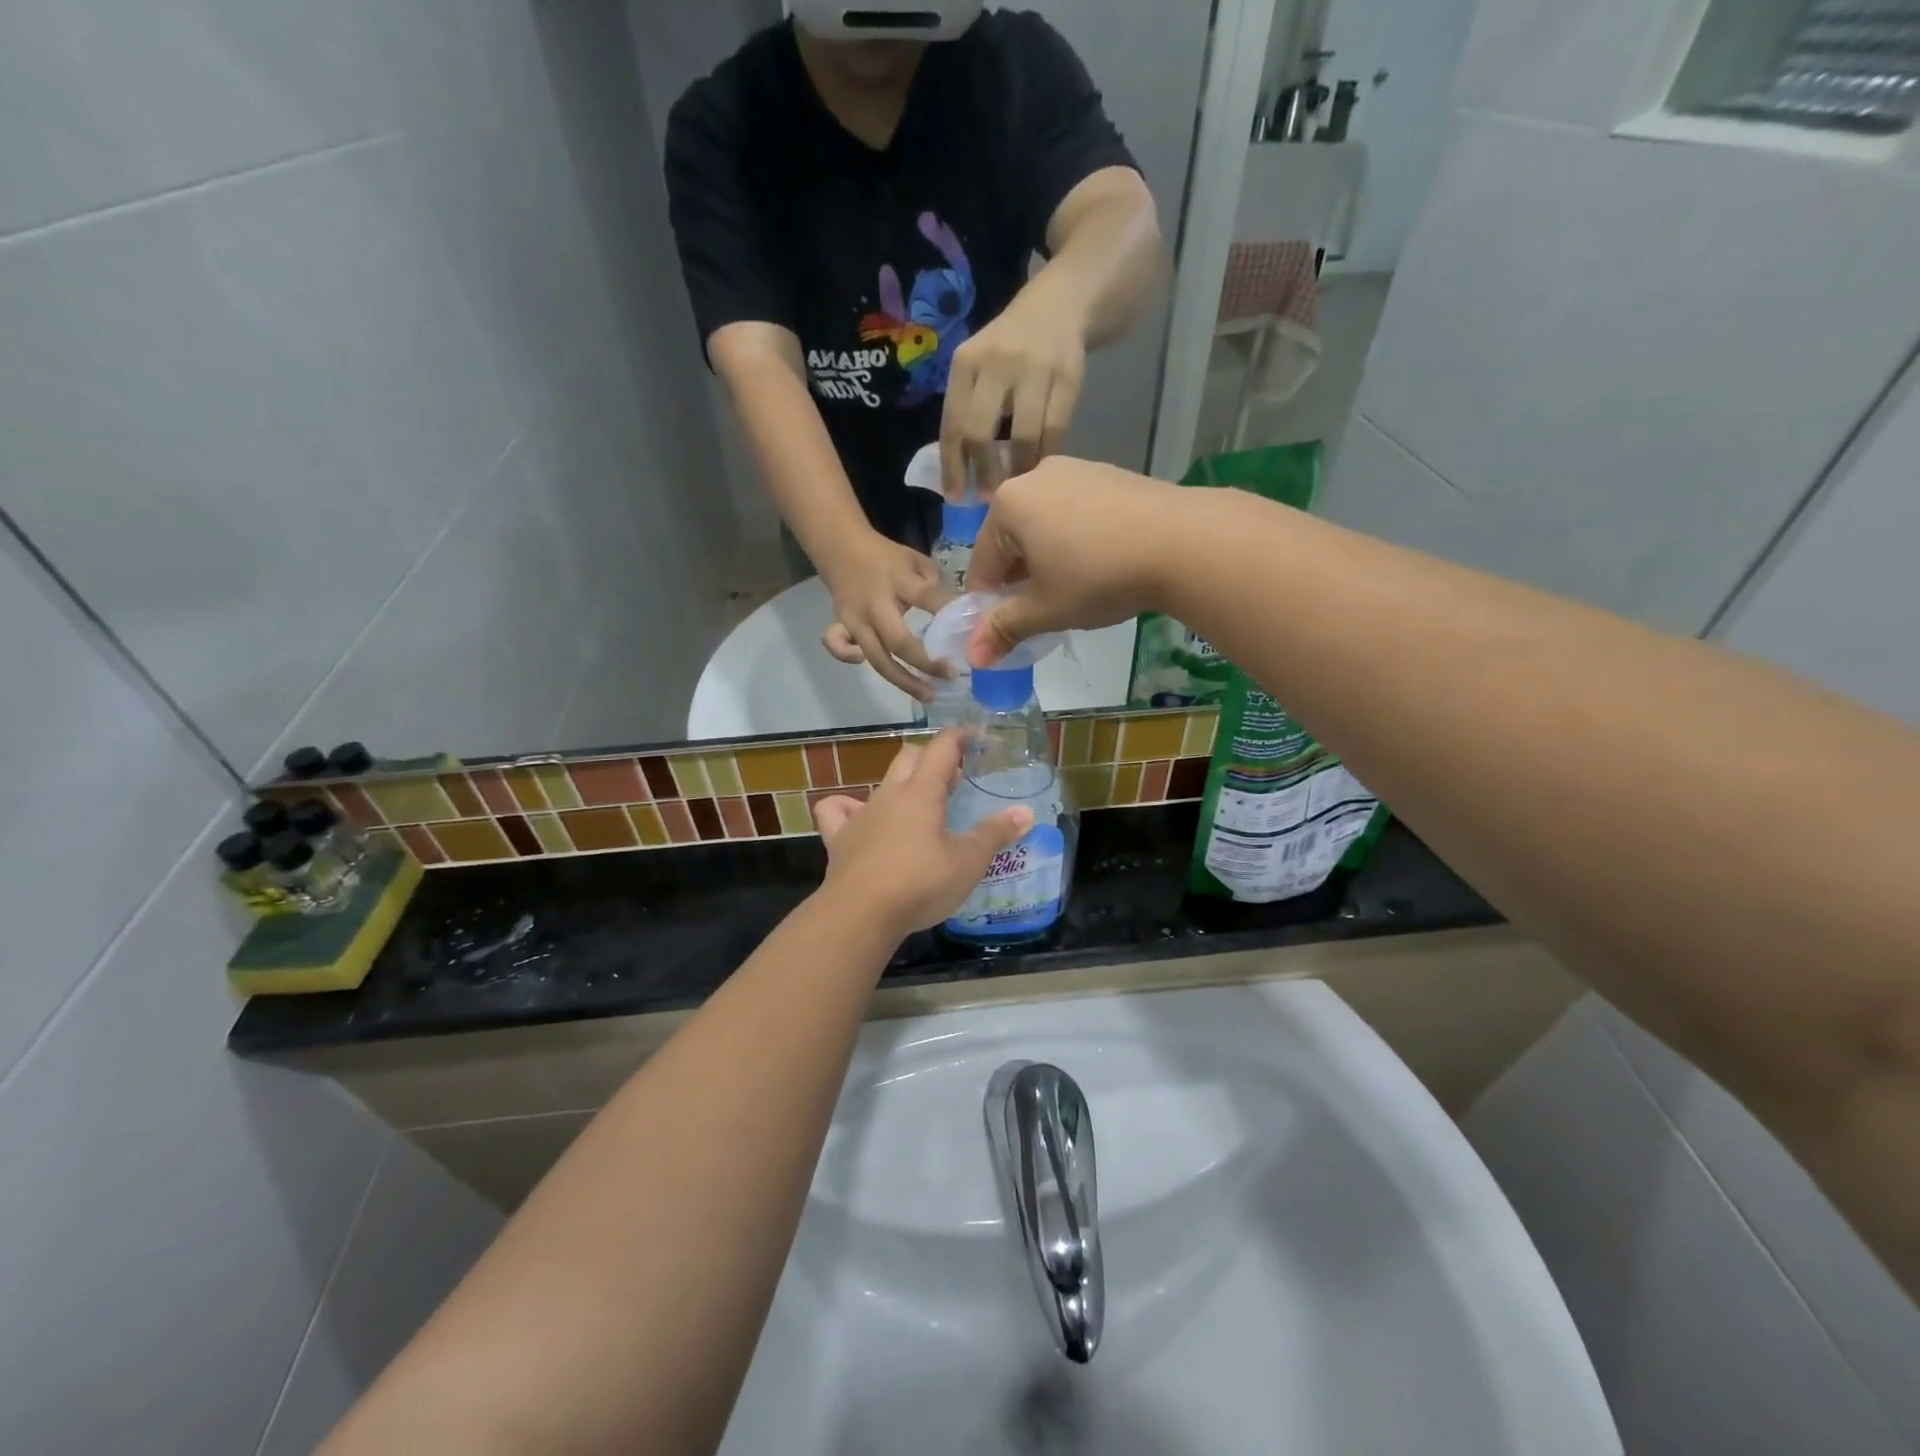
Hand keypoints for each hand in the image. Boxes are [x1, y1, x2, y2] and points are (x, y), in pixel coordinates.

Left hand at [814, 733, 1032, 935]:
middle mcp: (889, 795)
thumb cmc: (920, 884)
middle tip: (955, 777)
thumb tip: (1025, 813)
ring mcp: (860, 815)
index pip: (942, 747)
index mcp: (921, 792)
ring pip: (881, 782)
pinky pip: (837, 810)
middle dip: (933, 757)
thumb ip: (995, 834)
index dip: (961, 737)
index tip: (978, 740)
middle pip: (909, 756)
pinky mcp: (839, 839)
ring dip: (902, 784)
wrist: (860, 915)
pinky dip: (848, 807)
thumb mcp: (967, 862)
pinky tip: (860, 818)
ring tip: (920, 804)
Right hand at [819, 532, 953, 700]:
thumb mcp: (915, 560)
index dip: (948, 614)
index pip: (926, 597)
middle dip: (925, 664)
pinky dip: (848, 658)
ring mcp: (854, 618)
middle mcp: (875, 605)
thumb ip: (936, 584)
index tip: (972, 634)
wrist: (840, 546)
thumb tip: (959, 612)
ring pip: (876, 658)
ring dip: (903, 680)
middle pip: (898, 642)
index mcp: (899, 581)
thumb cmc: (886, 557)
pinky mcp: (839, 625)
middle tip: (950, 677)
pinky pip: (839, 648)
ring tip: (927, 694)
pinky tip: (864, 661)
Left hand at [939, 277, 1089, 497]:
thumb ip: (967, 408)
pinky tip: (1041, 466)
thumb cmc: (1008, 347)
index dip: (952, 467)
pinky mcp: (1068, 375)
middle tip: (989, 496)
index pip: (952, 424)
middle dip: (984, 472)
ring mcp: (1034, 368)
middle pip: (981, 432)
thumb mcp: (978, 365)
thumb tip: (959, 471)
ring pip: (1022, 435)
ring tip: (1017, 485)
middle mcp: (996, 362)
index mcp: (965, 363)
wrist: (1060, 303)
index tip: (955, 498)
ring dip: (1019, 469)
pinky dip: (1046, 454)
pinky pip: (1055, 429)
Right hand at [964, 456, 1186, 665]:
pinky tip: (1099, 565)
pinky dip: (1076, 540)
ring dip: (1046, 560)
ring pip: (1044, 525)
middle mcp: (1035, 476)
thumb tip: (972, 657)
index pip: (981, 563)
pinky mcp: (1110, 474)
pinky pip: (1076, 513)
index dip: (986, 603)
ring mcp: (1076, 469)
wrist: (1182, 541)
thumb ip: (1004, 629)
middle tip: (1039, 612)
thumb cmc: (1098, 577)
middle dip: (1018, 579)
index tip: (1001, 631)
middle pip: (1011, 539)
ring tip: (1072, 591)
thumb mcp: (1045, 610)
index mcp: (1008, 504)